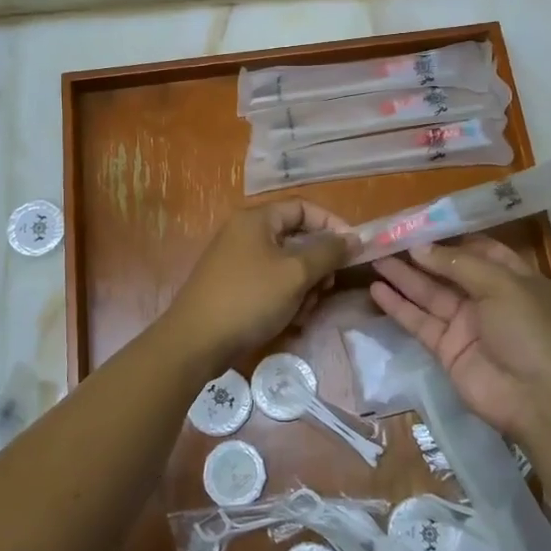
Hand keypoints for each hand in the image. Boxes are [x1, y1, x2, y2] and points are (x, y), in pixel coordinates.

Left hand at [163, 200, 352, 366]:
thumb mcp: (295, 274)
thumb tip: (354, 238)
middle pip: (296, 238)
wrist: (196, 342)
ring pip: (286, 265)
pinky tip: (289, 321)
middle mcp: (245, 233)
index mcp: (256, 219)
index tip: (353, 249)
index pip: (303, 208)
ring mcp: (237, 261)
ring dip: (303, 287)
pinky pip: (270, 283)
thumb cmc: (249, 299)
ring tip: (303, 311)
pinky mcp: (234, 286)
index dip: (332, 225)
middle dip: (317, 265)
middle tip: (326, 288)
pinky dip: (285, 298)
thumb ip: (328, 252)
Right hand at [369, 236, 550, 445]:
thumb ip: (458, 264)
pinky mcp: (447, 349)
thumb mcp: (501, 284)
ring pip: (428, 294)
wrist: (539, 397)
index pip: (477, 249)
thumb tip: (420, 248)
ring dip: (403, 277)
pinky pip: (420, 322)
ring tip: (373, 259)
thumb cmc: (530, 329)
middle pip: (447, 270)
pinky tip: (376, 290)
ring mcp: (466, 325)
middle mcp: (487, 297)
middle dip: (419, 256)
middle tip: (385, 240)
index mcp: (511, 277)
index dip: (449, 237)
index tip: (418, 224)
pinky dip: (398, 307)